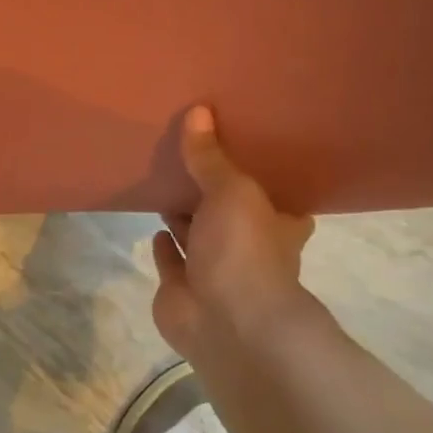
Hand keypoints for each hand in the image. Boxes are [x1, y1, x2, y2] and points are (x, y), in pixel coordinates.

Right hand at [152, 105, 326, 366]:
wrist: (226, 321)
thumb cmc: (244, 250)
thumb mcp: (232, 191)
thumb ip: (210, 157)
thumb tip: (198, 111)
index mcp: (275, 225)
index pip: (275, 197)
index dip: (261, 178)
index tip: (244, 151)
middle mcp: (249, 248)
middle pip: (230, 215)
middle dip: (213, 194)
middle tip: (191, 159)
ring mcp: (215, 272)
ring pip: (199, 237)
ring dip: (186, 217)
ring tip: (166, 183)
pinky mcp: (182, 290)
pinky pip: (173, 261)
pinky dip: (166, 245)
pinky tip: (156, 225)